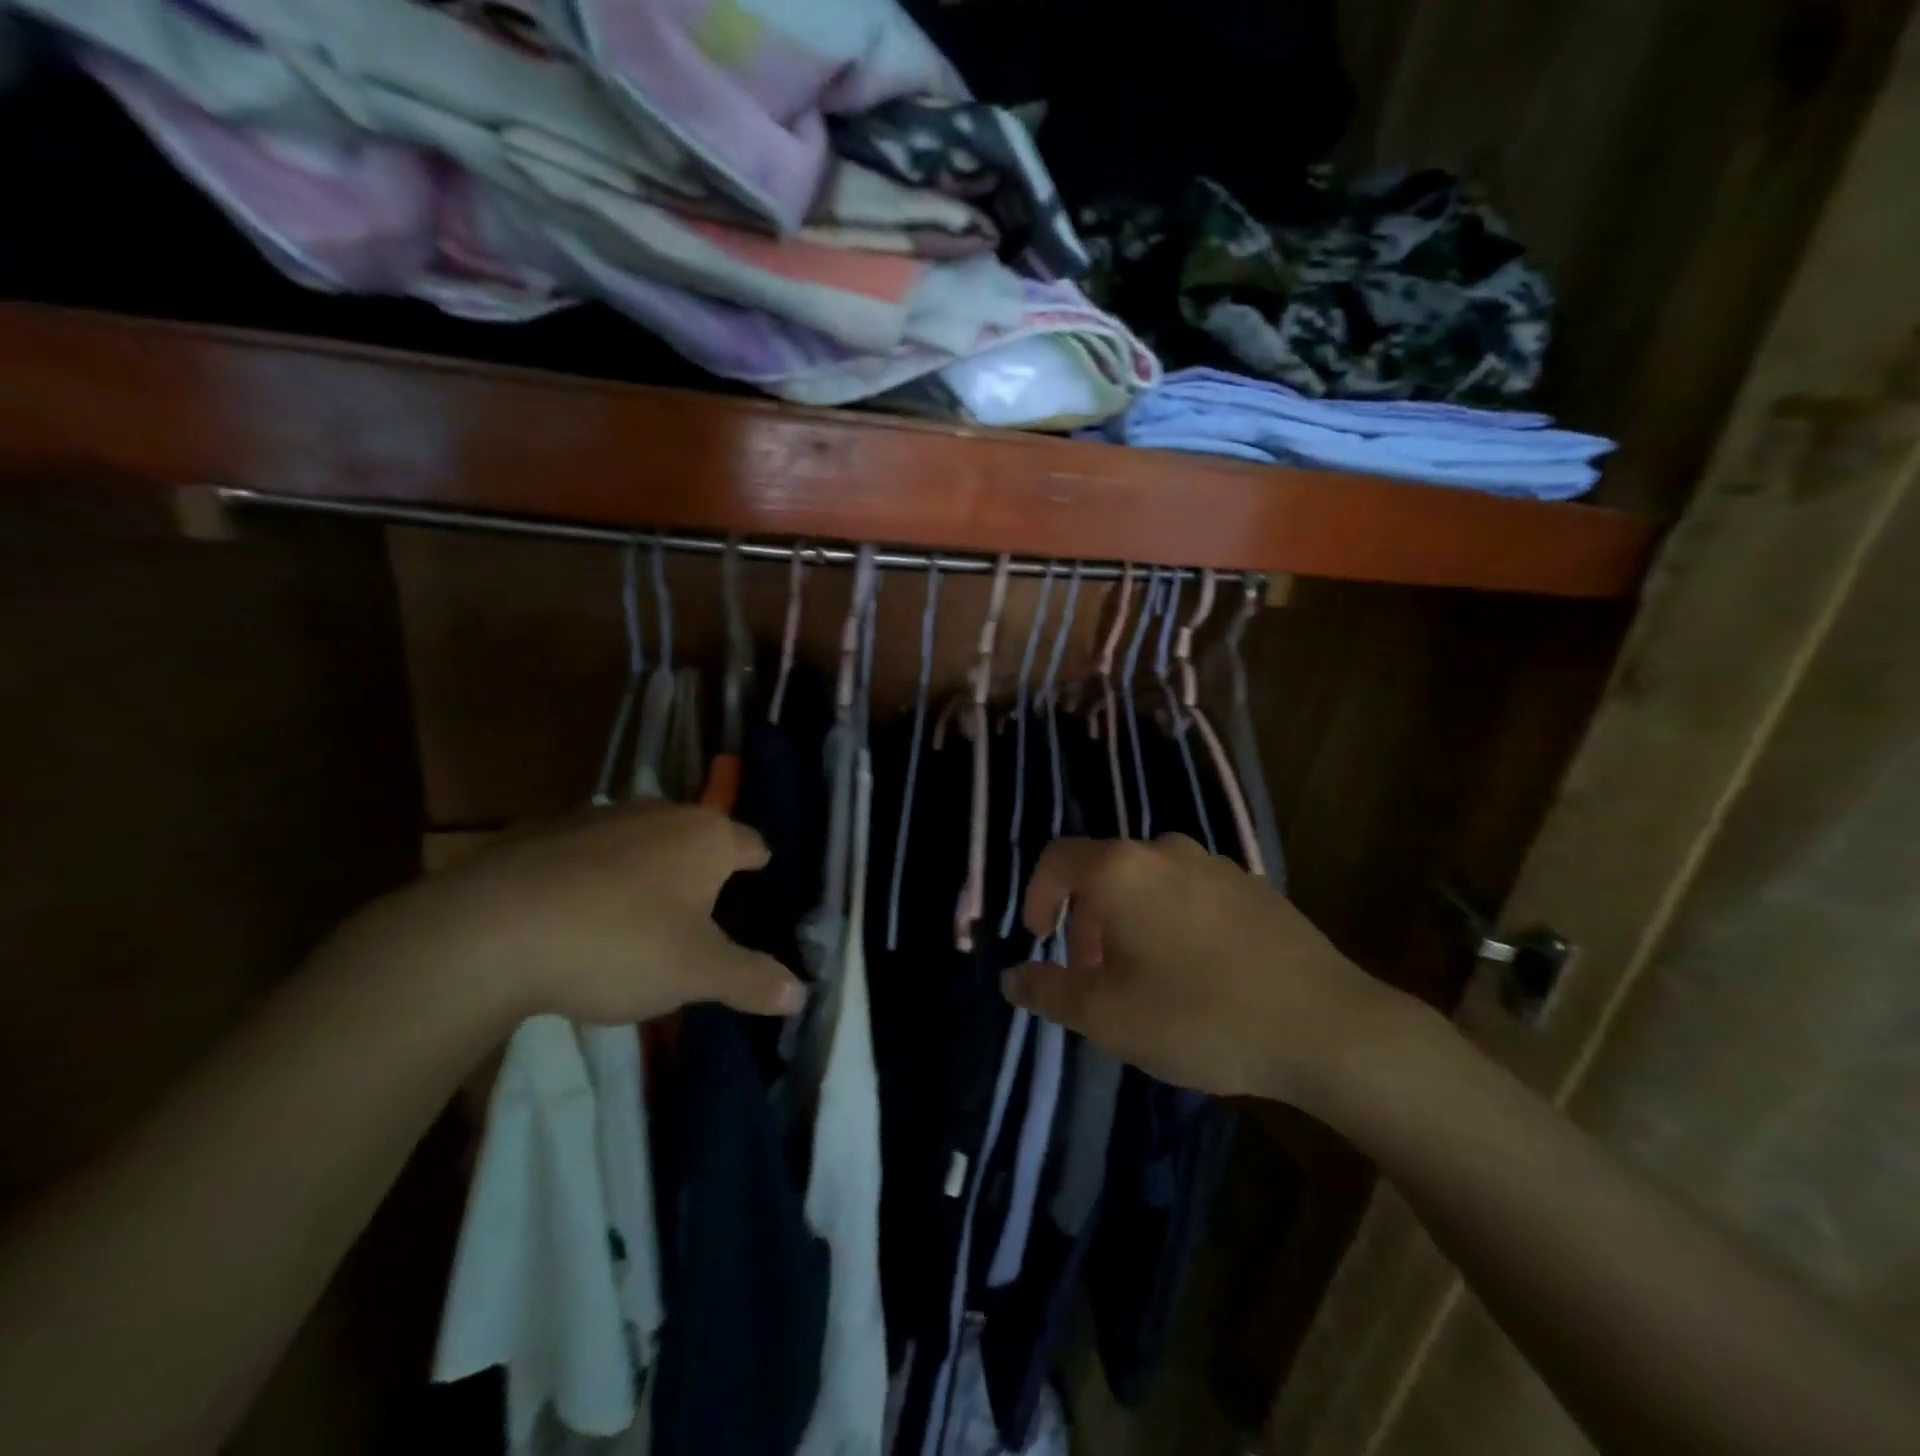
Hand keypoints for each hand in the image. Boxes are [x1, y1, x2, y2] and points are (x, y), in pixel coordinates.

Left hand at [345, 801, 804, 1026]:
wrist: (488, 931)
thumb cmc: (618, 943)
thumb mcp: (696, 974)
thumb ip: (752, 980)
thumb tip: (803, 993)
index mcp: (706, 837)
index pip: (752, 844)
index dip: (759, 869)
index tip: (757, 892)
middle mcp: (660, 812)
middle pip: (697, 839)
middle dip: (702, 873)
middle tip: (701, 919)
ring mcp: (600, 816)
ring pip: (643, 842)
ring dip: (648, 873)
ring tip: (638, 921)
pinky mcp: (545, 831)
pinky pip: (591, 853)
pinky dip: (597, 876)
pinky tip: (577, 917)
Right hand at [1006, 835, 1396, 1105]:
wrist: (1327, 1027)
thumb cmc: (1199, 1015)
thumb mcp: (1107, 1016)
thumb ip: (1048, 991)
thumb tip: (1010, 978)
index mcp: (1123, 869)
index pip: (1058, 859)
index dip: (1038, 896)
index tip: (1042, 940)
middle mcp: (1167, 851)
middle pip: (1105, 872)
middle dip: (1086, 921)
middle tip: (1092, 975)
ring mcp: (1217, 865)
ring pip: (1149, 883)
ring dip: (1129, 922)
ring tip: (1142, 978)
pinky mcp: (1255, 887)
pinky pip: (1191, 894)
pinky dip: (1171, 921)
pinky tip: (1195, 974)